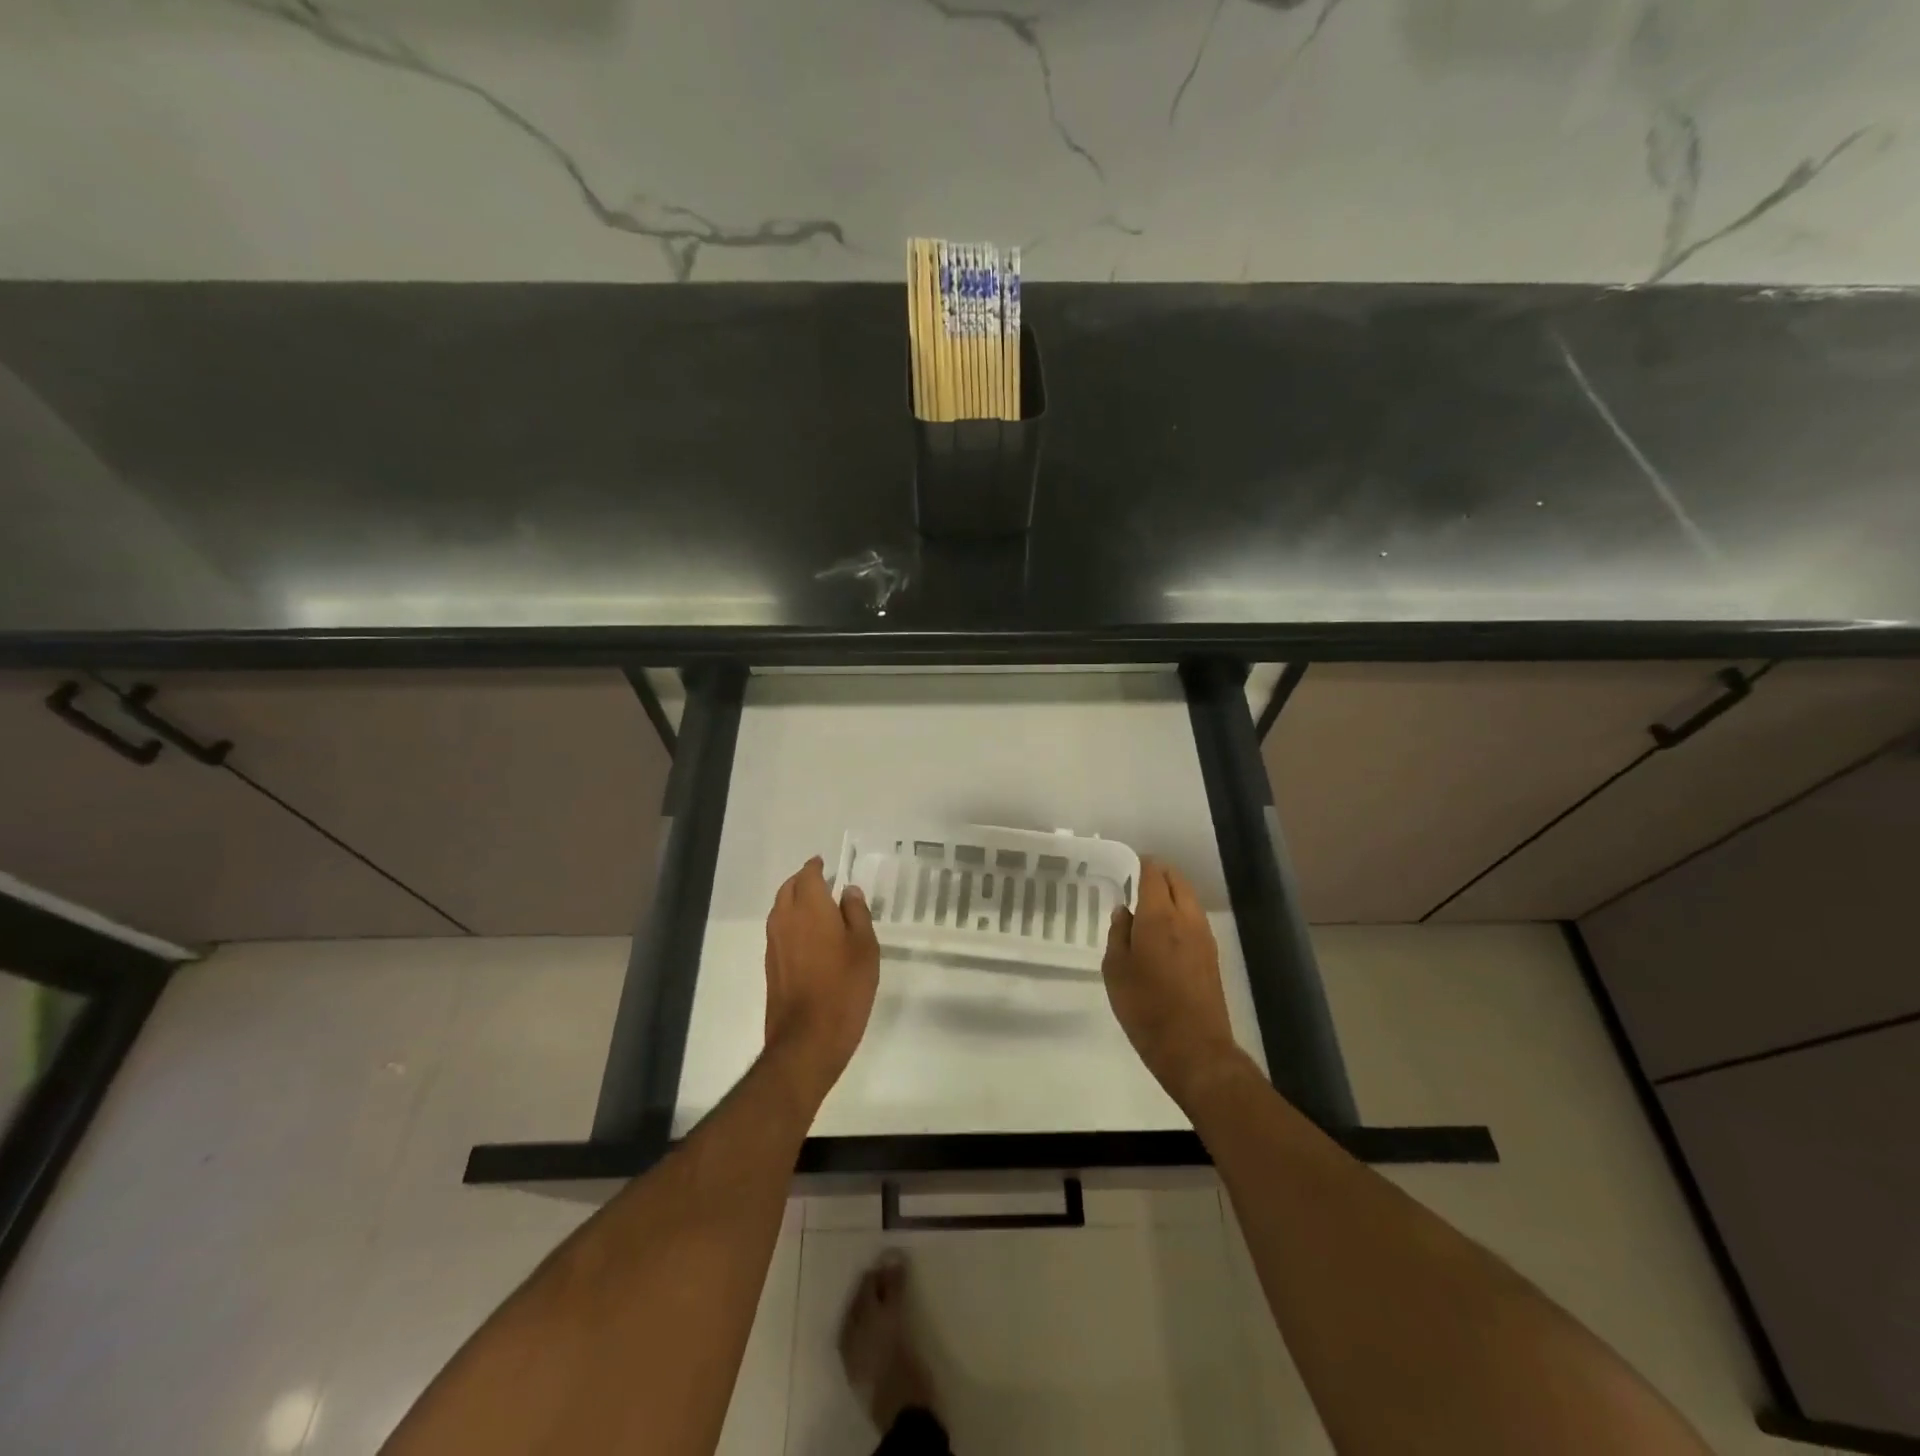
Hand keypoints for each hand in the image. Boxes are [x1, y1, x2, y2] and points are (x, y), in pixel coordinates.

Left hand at [764, 857, 880, 1102]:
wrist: (807, 1039)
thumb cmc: (844, 988)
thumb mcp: (865, 948)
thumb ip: (857, 914)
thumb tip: (848, 892)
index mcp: (810, 908)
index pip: (808, 875)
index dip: (817, 867)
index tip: (826, 864)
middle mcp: (785, 919)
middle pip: (789, 889)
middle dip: (803, 880)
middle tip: (823, 882)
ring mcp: (774, 943)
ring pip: (781, 909)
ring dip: (795, 901)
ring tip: (818, 907)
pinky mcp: (771, 965)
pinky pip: (780, 930)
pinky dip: (792, 923)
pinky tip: (810, 937)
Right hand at [1102, 860, 1243, 1106]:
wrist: (1194, 1049)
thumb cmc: (1145, 1007)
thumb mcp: (1115, 970)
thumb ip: (1118, 934)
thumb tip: (1124, 911)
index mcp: (1159, 916)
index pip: (1154, 874)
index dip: (1141, 864)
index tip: (1128, 864)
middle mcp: (1186, 918)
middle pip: (1177, 881)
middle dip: (1159, 874)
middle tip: (1138, 879)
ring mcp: (1203, 937)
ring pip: (1189, 899)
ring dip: (1172, 893)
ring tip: (1149, 903)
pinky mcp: (1212, 956)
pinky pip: (1195, 919)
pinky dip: (1180, 912)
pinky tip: (1164, 930)